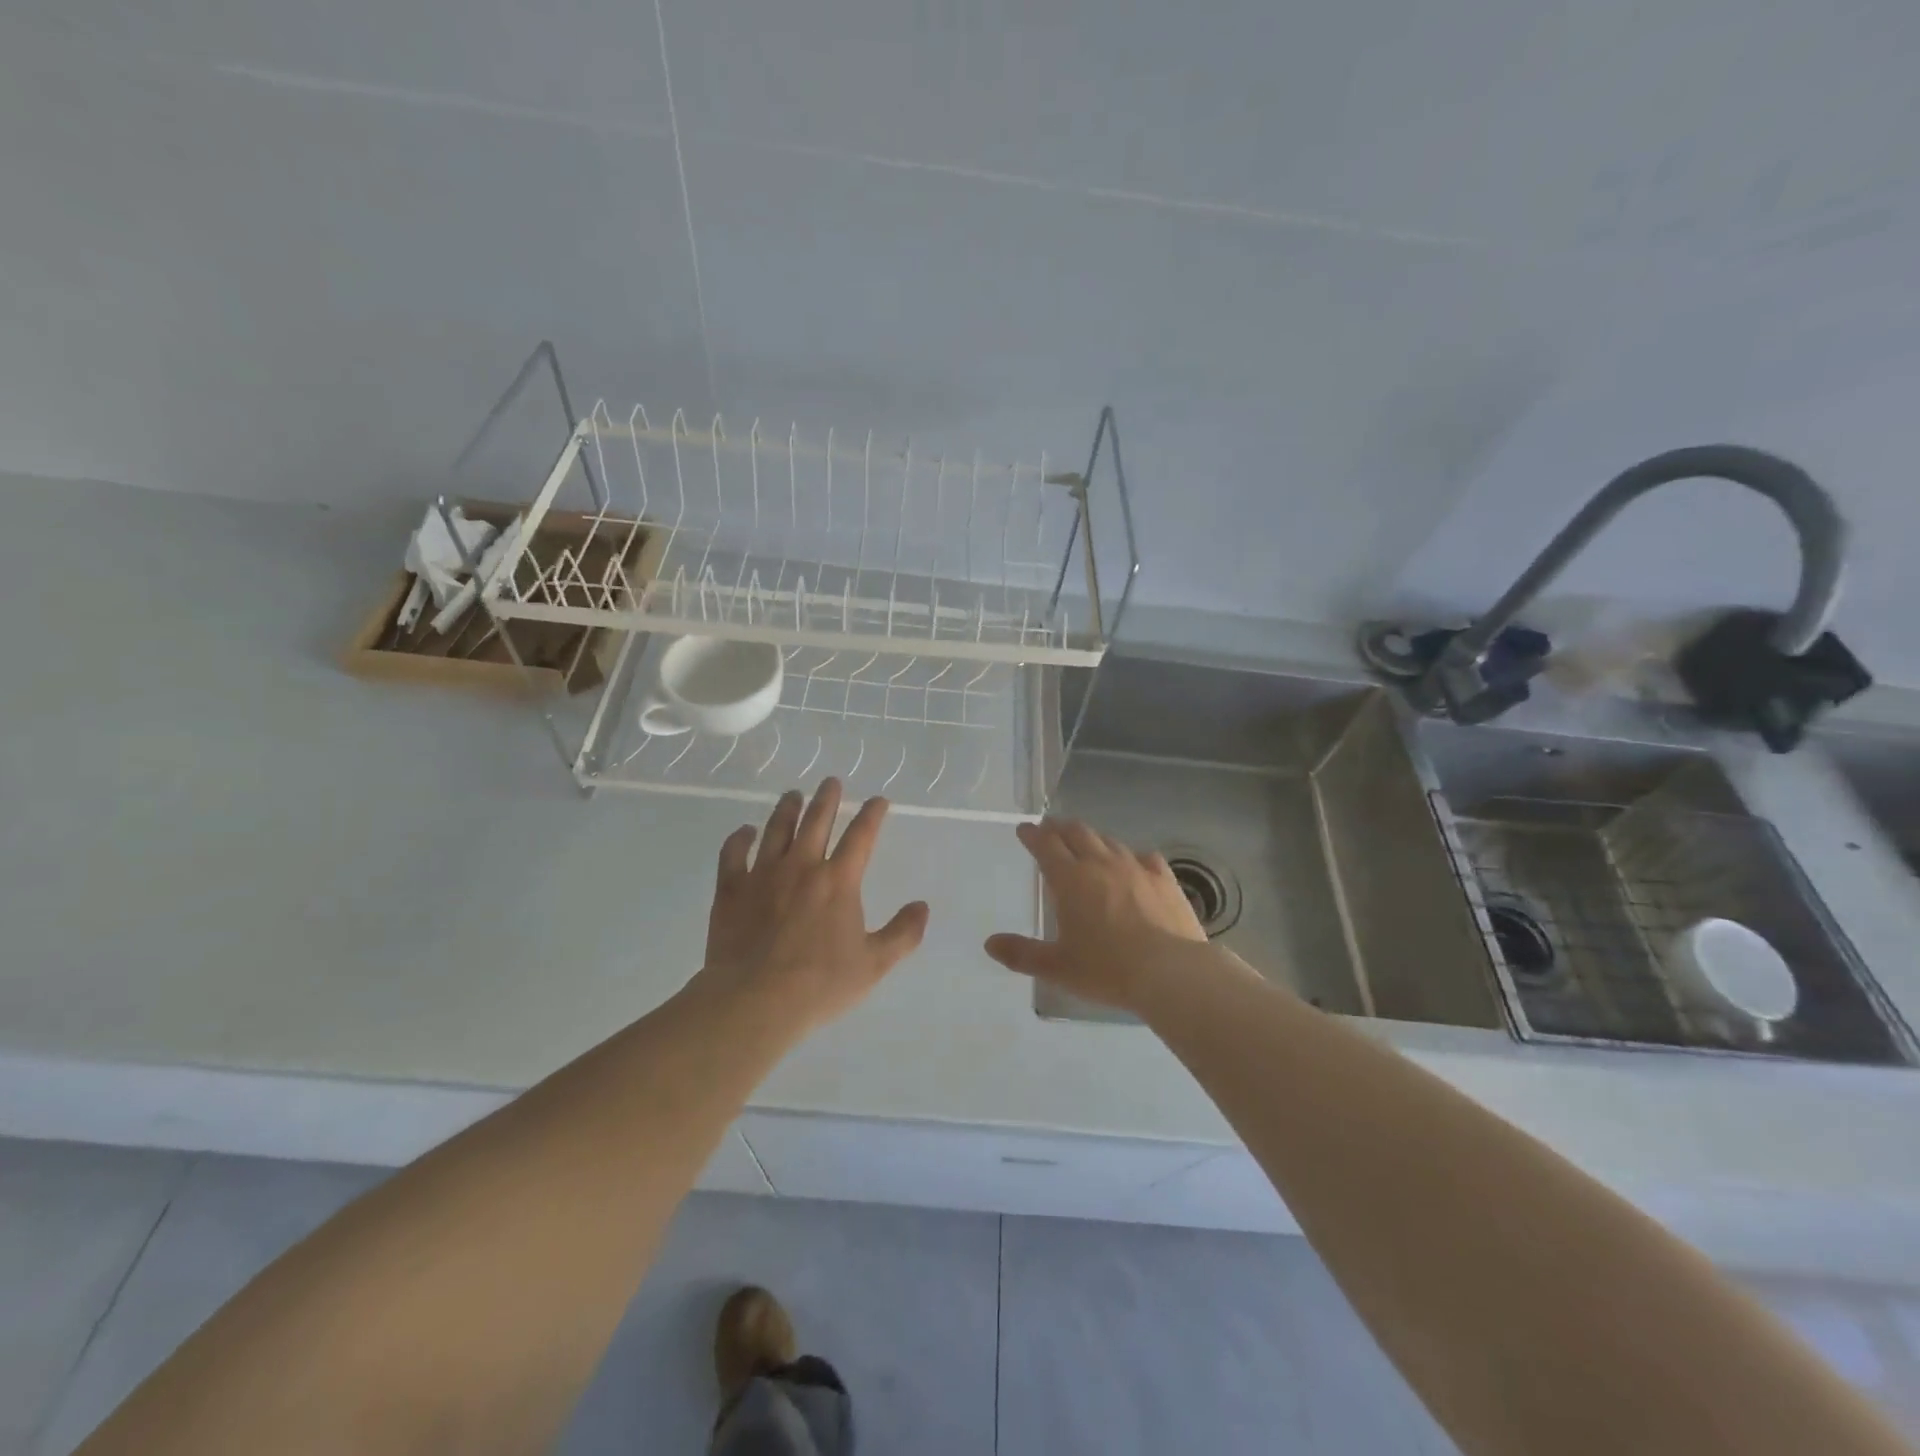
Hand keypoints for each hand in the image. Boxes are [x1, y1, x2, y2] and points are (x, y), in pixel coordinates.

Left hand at [697, 779, 929, 1032]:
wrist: (755, 1001)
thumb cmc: (820, 984)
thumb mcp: (874, 965)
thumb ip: (902, 933)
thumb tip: (922, 906)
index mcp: (839, 880)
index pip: (861, 836)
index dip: (872, 814)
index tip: (879, 800)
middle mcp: (802, 866)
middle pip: (817, 821)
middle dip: (827, 798)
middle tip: (831, 781)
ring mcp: (763, 875)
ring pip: (777, 830)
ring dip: (787, 809)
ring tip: (793, 795)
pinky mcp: (732, 890)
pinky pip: (733, 854)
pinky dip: (739, 838)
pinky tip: (745, 831)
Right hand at [985, 818, 1221, 1014]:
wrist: (1171, 972)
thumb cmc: (1107, 969)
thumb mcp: (1058, 967)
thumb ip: (1022, 954)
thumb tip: (990, 944)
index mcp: (1070, 879)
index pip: (1046, 845)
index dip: (1032, 835)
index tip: (1024, 829)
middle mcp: (1101, 864)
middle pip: (1077, 833)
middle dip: (1060, 828)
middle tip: (1051, 828)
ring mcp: (1135, 868)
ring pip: (1109, 841)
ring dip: (1092, 838)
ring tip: (1086, 842)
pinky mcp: (1164, 879)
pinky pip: (1144, 857)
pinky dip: (1131, 855)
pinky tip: (1133, 863)